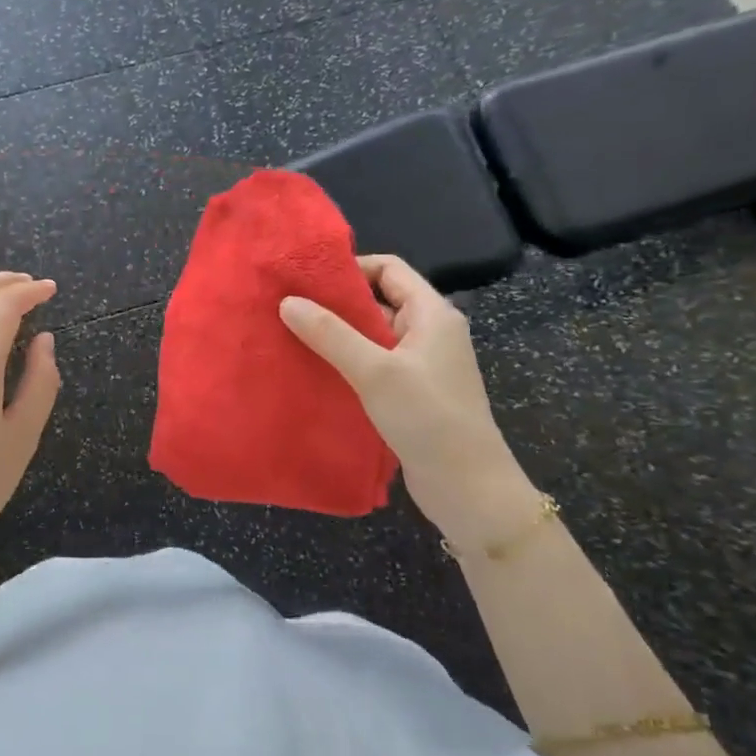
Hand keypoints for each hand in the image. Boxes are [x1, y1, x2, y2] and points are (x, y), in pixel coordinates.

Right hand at [279, 256, 538, 548]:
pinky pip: (374, 364)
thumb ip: (331, 334)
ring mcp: (421, 364)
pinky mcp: (411, 393)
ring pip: (372, 335)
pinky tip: (314, 370)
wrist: (468, 487)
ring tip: (292, 337)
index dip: (350, 267)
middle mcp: (428, 332)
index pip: (389, 268)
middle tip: (289, 308)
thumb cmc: (428, 418)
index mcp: (432, 313)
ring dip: (337, 335)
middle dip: (335, 303)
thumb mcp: (376, 371)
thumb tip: (288, 301)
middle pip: (378, 300)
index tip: (307, 280)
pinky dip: (346, 362)